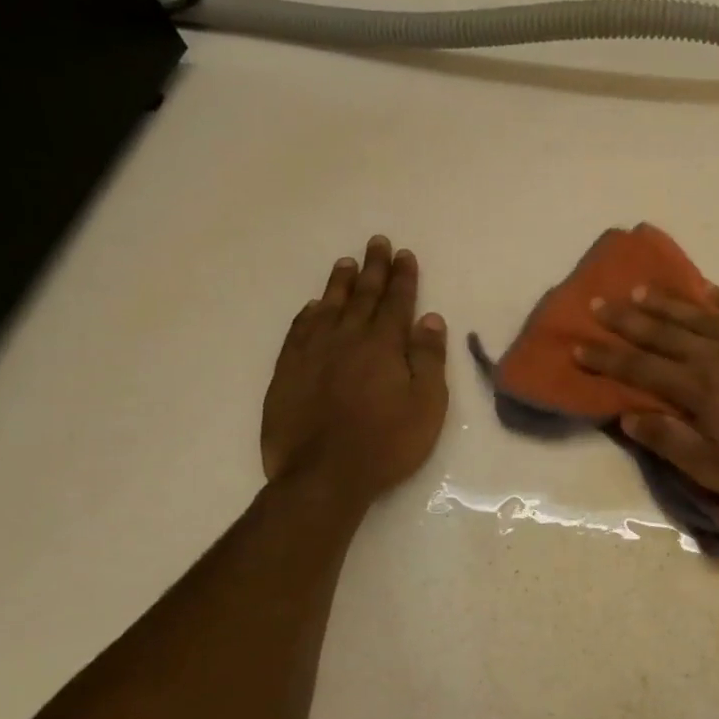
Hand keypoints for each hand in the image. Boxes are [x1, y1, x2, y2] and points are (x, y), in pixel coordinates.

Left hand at [261, 236, 448, 497]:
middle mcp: (347, 339)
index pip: (397, 302)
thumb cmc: (387, 442)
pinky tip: (312, 307)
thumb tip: (430, 319)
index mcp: (383, 345)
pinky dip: (308, 315)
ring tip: (346, 264)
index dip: (403, 277)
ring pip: (328, 308)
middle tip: (377, 243)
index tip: (404, 254)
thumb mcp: (426, 404)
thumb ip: (428, 358)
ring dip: (339, 284)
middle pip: (363, 296)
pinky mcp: (288, 372)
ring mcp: (313, 354)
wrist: (324, 475)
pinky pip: (298, 331)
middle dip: (373, 268)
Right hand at [576, 288, 718, 504]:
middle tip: (599, 303)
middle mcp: (718, 355)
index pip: (640, 368)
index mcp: (698, 388)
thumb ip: (668, 440)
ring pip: (700, 316)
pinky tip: (712, 292)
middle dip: (627, 320)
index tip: (577, 345)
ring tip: (641, 290)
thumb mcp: (714, 468)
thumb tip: (628, 415)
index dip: (606, 358)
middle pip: (663, 333)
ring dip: (667, 304)